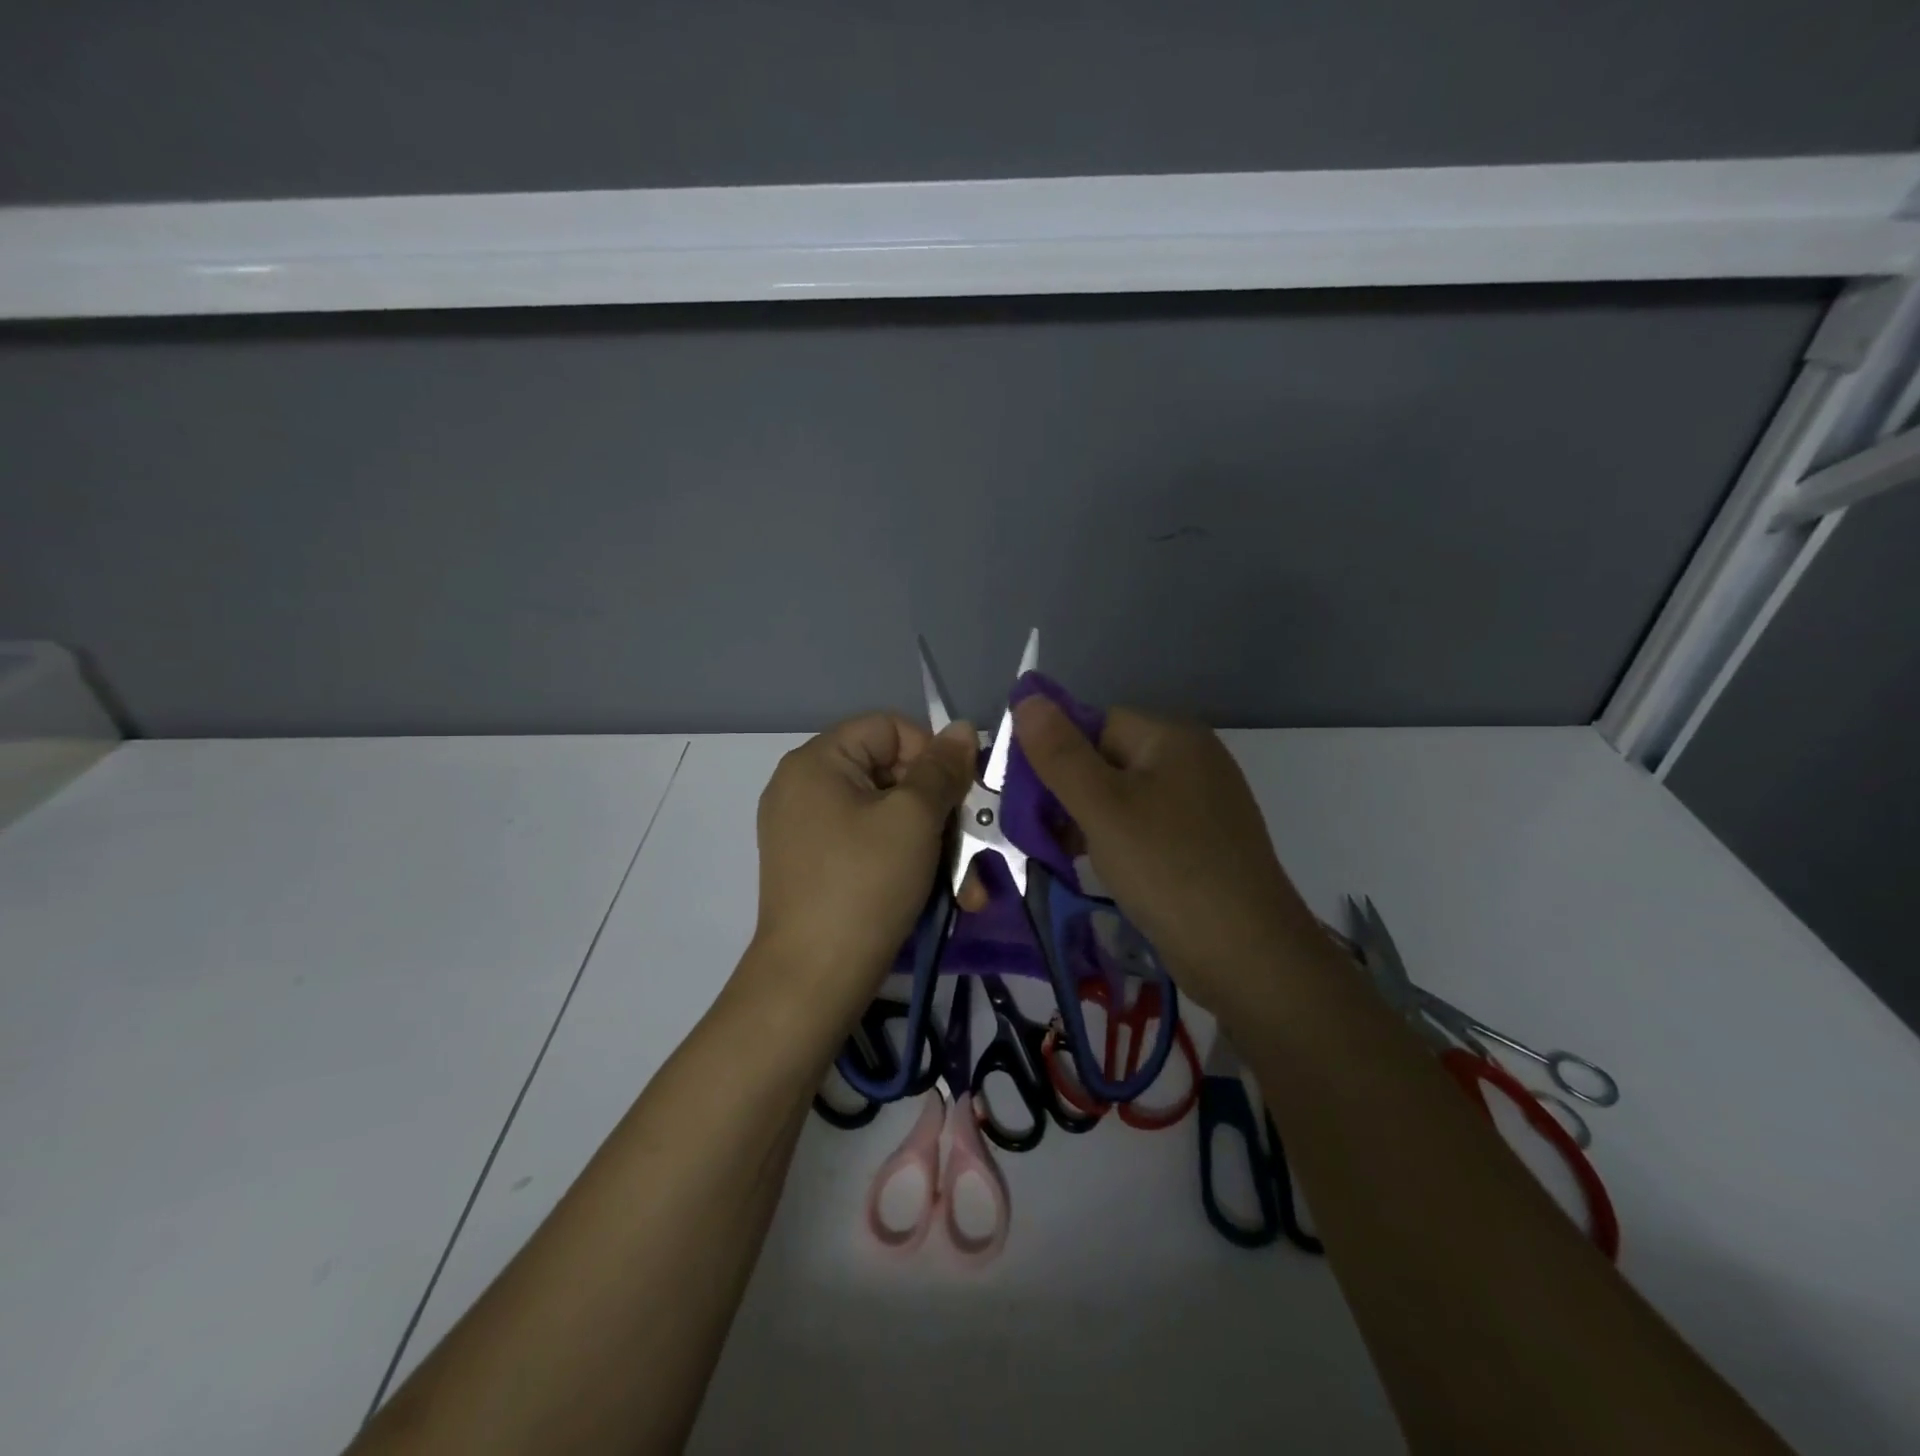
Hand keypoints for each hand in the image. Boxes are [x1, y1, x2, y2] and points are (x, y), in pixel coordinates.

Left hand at [748, 713, 977, 1026]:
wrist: (812, 981)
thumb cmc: (865, 885)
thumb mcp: (914, 819)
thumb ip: (942, 769)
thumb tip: (963, 728)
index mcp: (816, 761)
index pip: (889, 728)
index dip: (932, 753)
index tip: (960, 795)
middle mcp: (803, 787)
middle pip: (889, 773)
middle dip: (939, 811)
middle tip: (973, 846)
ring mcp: (805, 830)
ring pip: (886, 816)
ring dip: (932, 845)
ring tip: (966, 887)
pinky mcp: (814, 867)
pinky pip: (869, 846)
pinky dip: (904, 863)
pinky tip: (940, 895)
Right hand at [1012, 697, 1332, 1019]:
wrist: (1247, 955)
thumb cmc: (1167, 869)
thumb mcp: (1101, 807)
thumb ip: (1060, 753)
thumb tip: (1027, 697)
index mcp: (1172, 737)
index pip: (1095, 724)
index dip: (1059, 757)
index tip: (1032, 801)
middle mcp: (1192, 760)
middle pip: (1109, 760)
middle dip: (1071, 794)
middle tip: (1045, 836)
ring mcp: (1202, 803)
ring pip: (1125, 798)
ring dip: (1090, 822)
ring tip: (1067, 857)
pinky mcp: (1204, 842)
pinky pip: (1147, 827)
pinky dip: (1119, 843)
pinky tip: (1105, 871)